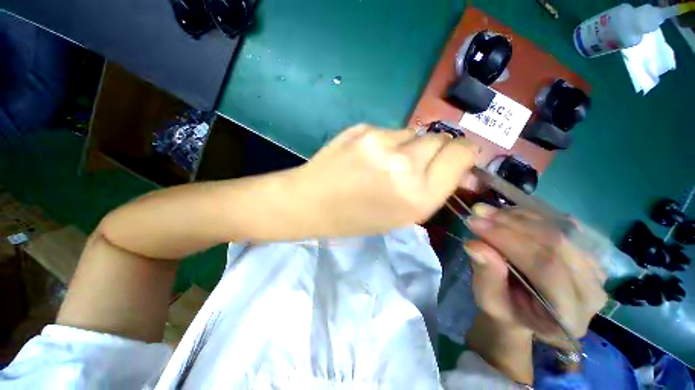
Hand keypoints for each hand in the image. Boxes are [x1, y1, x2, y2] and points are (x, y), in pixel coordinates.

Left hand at [294, 124, 476, 235]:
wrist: (312, 201)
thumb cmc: (356, 218)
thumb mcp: (401, 216)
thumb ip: (432, 190)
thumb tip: (460, 168)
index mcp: (418, 196)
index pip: (461, 154)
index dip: (462, 154)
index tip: (454, 159)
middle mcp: (404, 165)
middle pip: (441, 138)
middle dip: (435, 150)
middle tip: (414, 164)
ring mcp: (380, 142)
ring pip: (414, 133)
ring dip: (408, 146)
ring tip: (384, 162)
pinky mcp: (363, 128)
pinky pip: (389, 131)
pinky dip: (386, 142)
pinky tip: (367, 155)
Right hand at [464, 204, 607, 348]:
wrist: (525, 313)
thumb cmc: (506, 312)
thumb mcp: (489, 301)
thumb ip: (487, 276)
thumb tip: (474, 245)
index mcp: (569, 315)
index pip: (546, 267)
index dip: (508, 240)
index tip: (474, 223)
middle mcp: (591, 291)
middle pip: (556, 244)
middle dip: (511, 224)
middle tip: (478, 212)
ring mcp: (594, 269)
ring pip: (558, 230)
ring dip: (518, 217)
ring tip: (486, 211)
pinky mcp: (587, 253)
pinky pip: (560, 225)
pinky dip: (529, 216)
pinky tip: (505, 214)